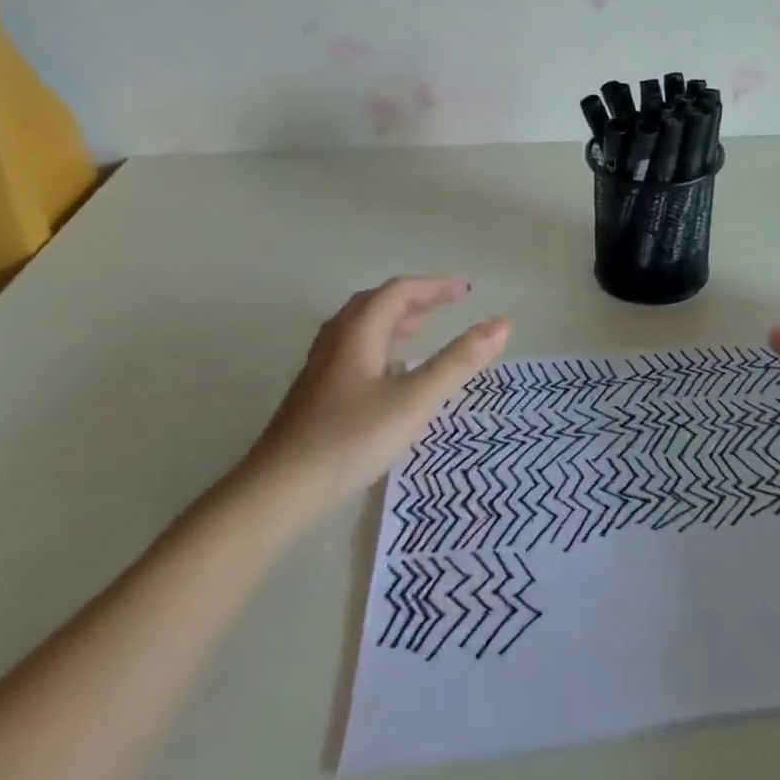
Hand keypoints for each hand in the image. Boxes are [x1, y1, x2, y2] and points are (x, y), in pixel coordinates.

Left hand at [233, 277, 510, 522]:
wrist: (277, 492)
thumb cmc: (351, 440)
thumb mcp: (415, 400)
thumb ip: (460, 362)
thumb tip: (502, 324)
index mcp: (358, 333)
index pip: (399, 291)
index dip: (435, 286)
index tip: (467, 292)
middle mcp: (335, 342)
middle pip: (375, 303)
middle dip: (414, 299)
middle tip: (446, 307)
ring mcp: (319, 370)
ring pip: (359, 328)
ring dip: (393, 320)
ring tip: (420, 331)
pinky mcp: (313, 396)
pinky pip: (351, 352)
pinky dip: (378, 345)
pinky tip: (388, 375)